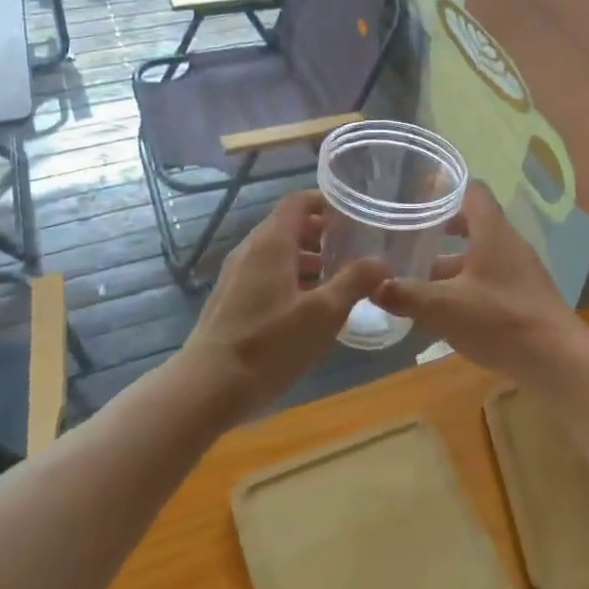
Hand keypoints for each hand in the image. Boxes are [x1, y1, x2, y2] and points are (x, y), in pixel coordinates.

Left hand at [178, 191, 388, 415]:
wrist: (207, 387)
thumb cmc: (269, 344)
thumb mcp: (323, 314)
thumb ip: (354, 282)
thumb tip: (382, 262)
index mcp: (271, 242)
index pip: (298, 201)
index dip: (325, 202)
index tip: (352, 215)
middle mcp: (250, 250)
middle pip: (288, 225)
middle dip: (320, 232)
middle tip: (351, 248)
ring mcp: (236, 275)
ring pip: (277, 252)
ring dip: (306, 258)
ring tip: (336, 279)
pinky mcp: (230, 300)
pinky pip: (265, 274)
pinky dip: (290, 277)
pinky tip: (308, 307)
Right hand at [372, 182, 588, 381]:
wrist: (556, 359)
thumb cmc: (501, 320)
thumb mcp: (445, 307)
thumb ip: (408, 295)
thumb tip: (373, 286)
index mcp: (492, 232)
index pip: (472, 191)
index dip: (446, 188)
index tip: (417, 194)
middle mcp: (508, 244)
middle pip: (473, 223)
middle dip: (440, 229)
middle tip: (409, 235)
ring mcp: (519, 270)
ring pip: (479, 255)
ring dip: (450, 262)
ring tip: (416, 275)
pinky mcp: (522, 295)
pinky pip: (488, 278)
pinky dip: (464, 284)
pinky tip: (443, 307)